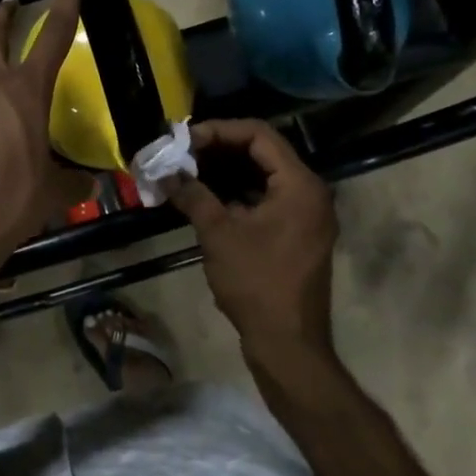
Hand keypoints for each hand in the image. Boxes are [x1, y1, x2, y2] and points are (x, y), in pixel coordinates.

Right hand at [165, 118, 338, 363]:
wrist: (287, 344)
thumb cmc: (256, 283)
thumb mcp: (218, 233)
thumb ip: (193, 195)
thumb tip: (165, 172)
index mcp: (299, 185)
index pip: (259, 135)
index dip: (219, 130)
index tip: (185, 140)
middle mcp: (310, 192)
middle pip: (262, 151)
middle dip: (219, 149)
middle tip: (182, 153)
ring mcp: (306, 214)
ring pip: (263, 175)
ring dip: (226, 170)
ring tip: (188, 171)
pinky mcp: (297, 232)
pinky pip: (266, 197)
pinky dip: (237, 191)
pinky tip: (206, 196)